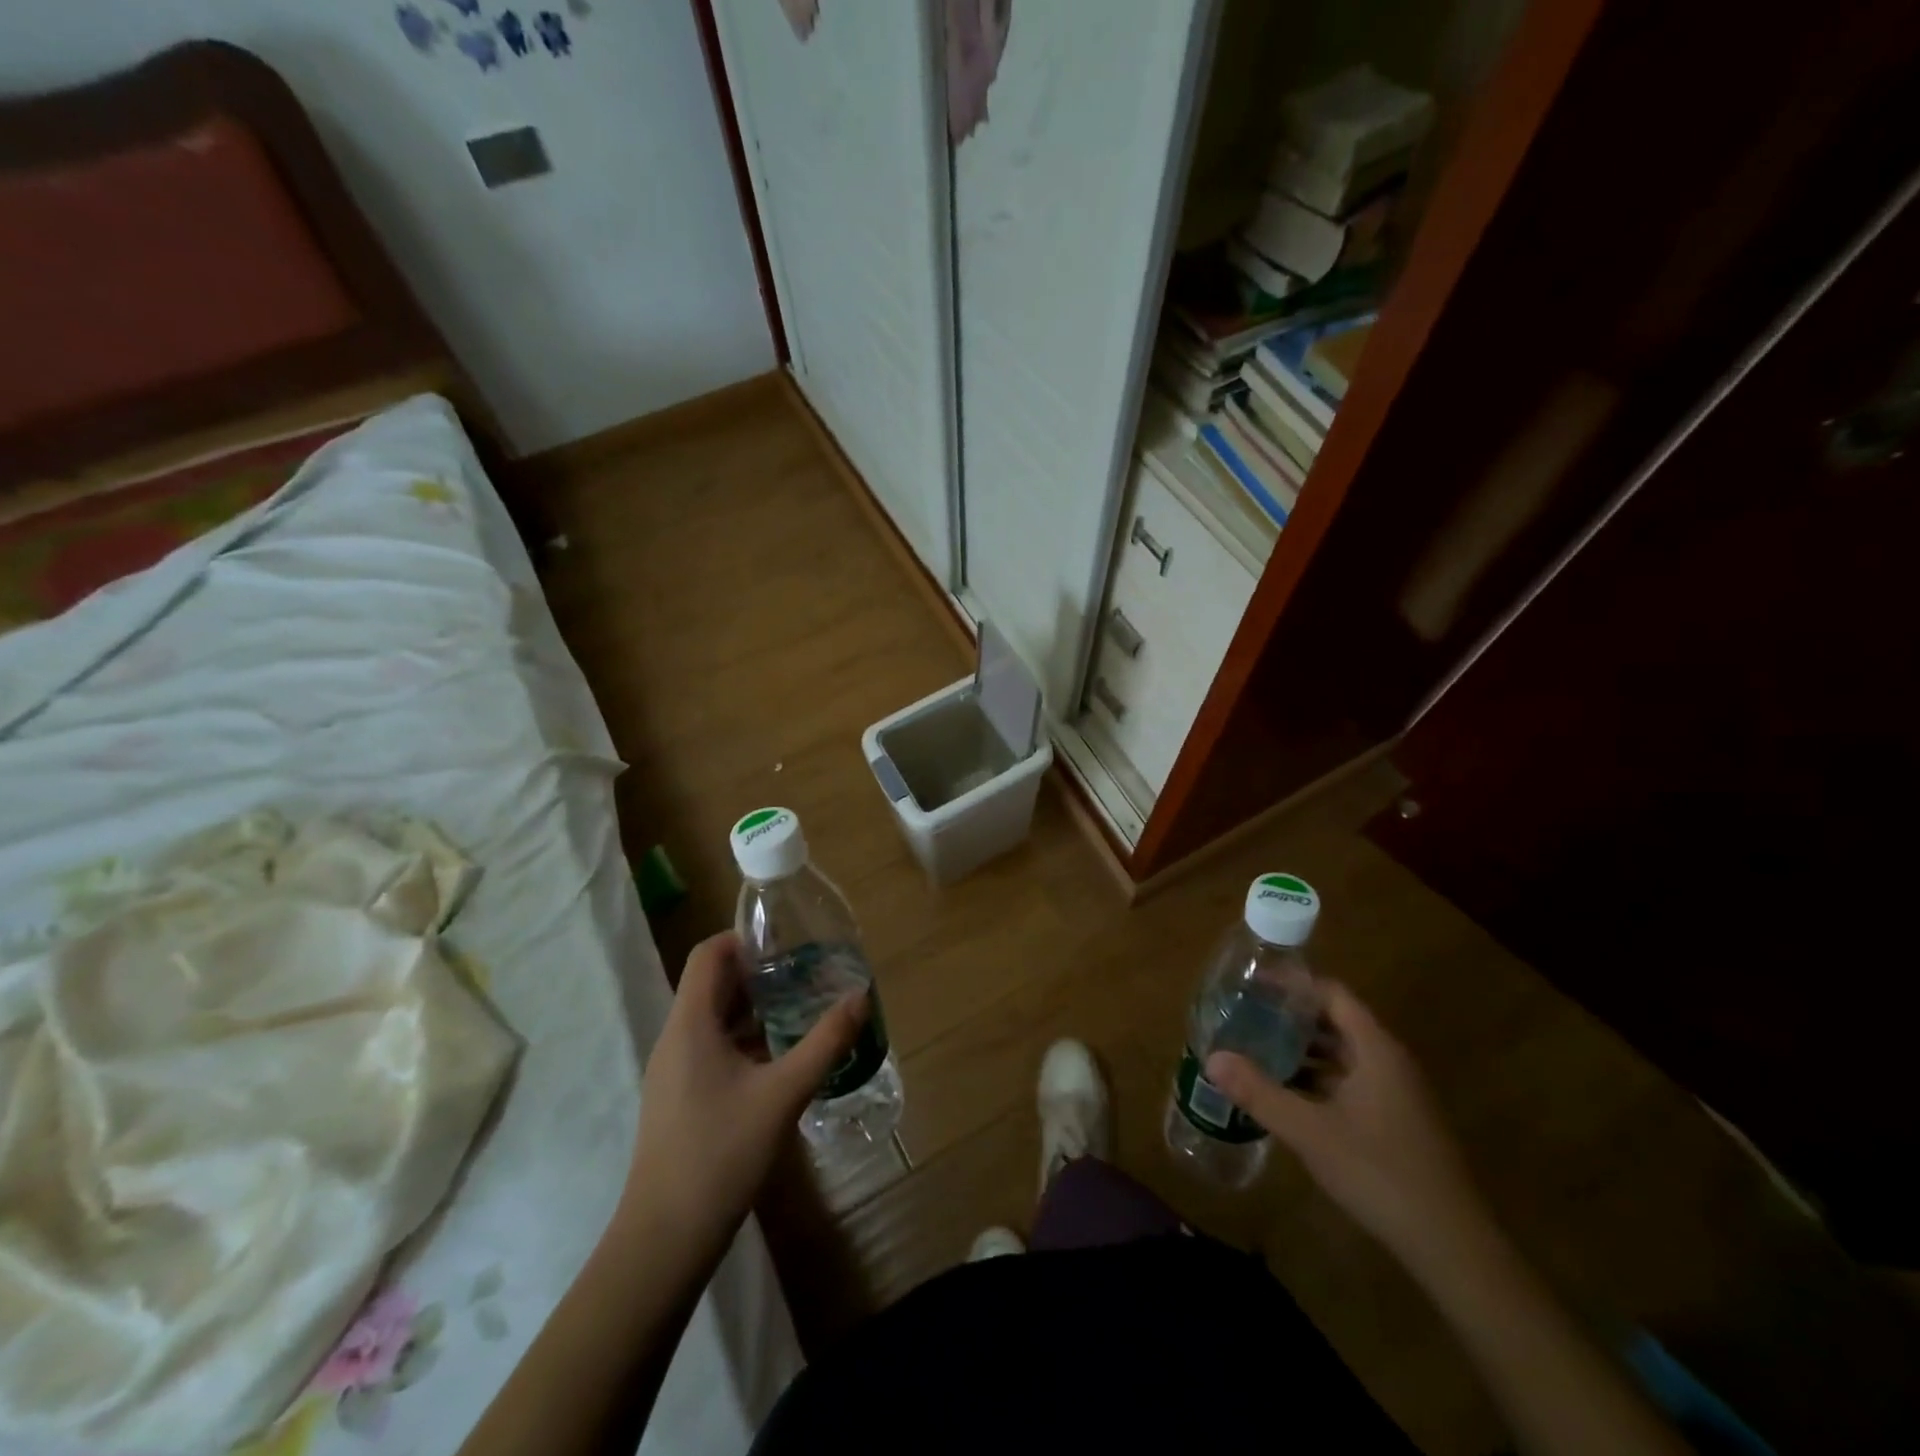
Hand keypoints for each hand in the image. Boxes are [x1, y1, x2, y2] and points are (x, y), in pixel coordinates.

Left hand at [627, 931, 866, 1243]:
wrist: (665, 1238)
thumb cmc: (721, 1153)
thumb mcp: (784, 1093)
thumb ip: (825, 1042)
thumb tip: (860, 997)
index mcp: (690, 1024)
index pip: (709, 954)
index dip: (745, 939)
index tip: (789, 943)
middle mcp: (676, 1037)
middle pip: (713, 984)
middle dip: (759, 973)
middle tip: (807, 973)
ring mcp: (674, 1070)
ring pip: (714, 1018)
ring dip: (754, 1008)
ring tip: (802, 1009)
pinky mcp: (680, 1097)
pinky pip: (712, 1048)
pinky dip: (745, 1039)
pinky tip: (780, 1058)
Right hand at [1207, 982, 1488, 1271]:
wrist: (1453, 1248)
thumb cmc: (1380, 1173)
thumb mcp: (1310, 1131)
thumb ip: (1260, 1092)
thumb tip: (1211, 1058)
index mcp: (1376, 1050)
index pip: (1332, 994)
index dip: (1293, 985)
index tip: (1252, 985)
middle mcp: (1390, 1062)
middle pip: (1336, 1021)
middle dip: (1291, 1017)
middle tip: (1246, 1015)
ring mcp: (1397, 1094)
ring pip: (1343, 1055)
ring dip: (1303, 1050)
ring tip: (1257, 1049)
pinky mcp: (1397, 1122)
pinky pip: (1351, 1082)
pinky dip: (1318, 1079)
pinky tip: (1287, 1094)